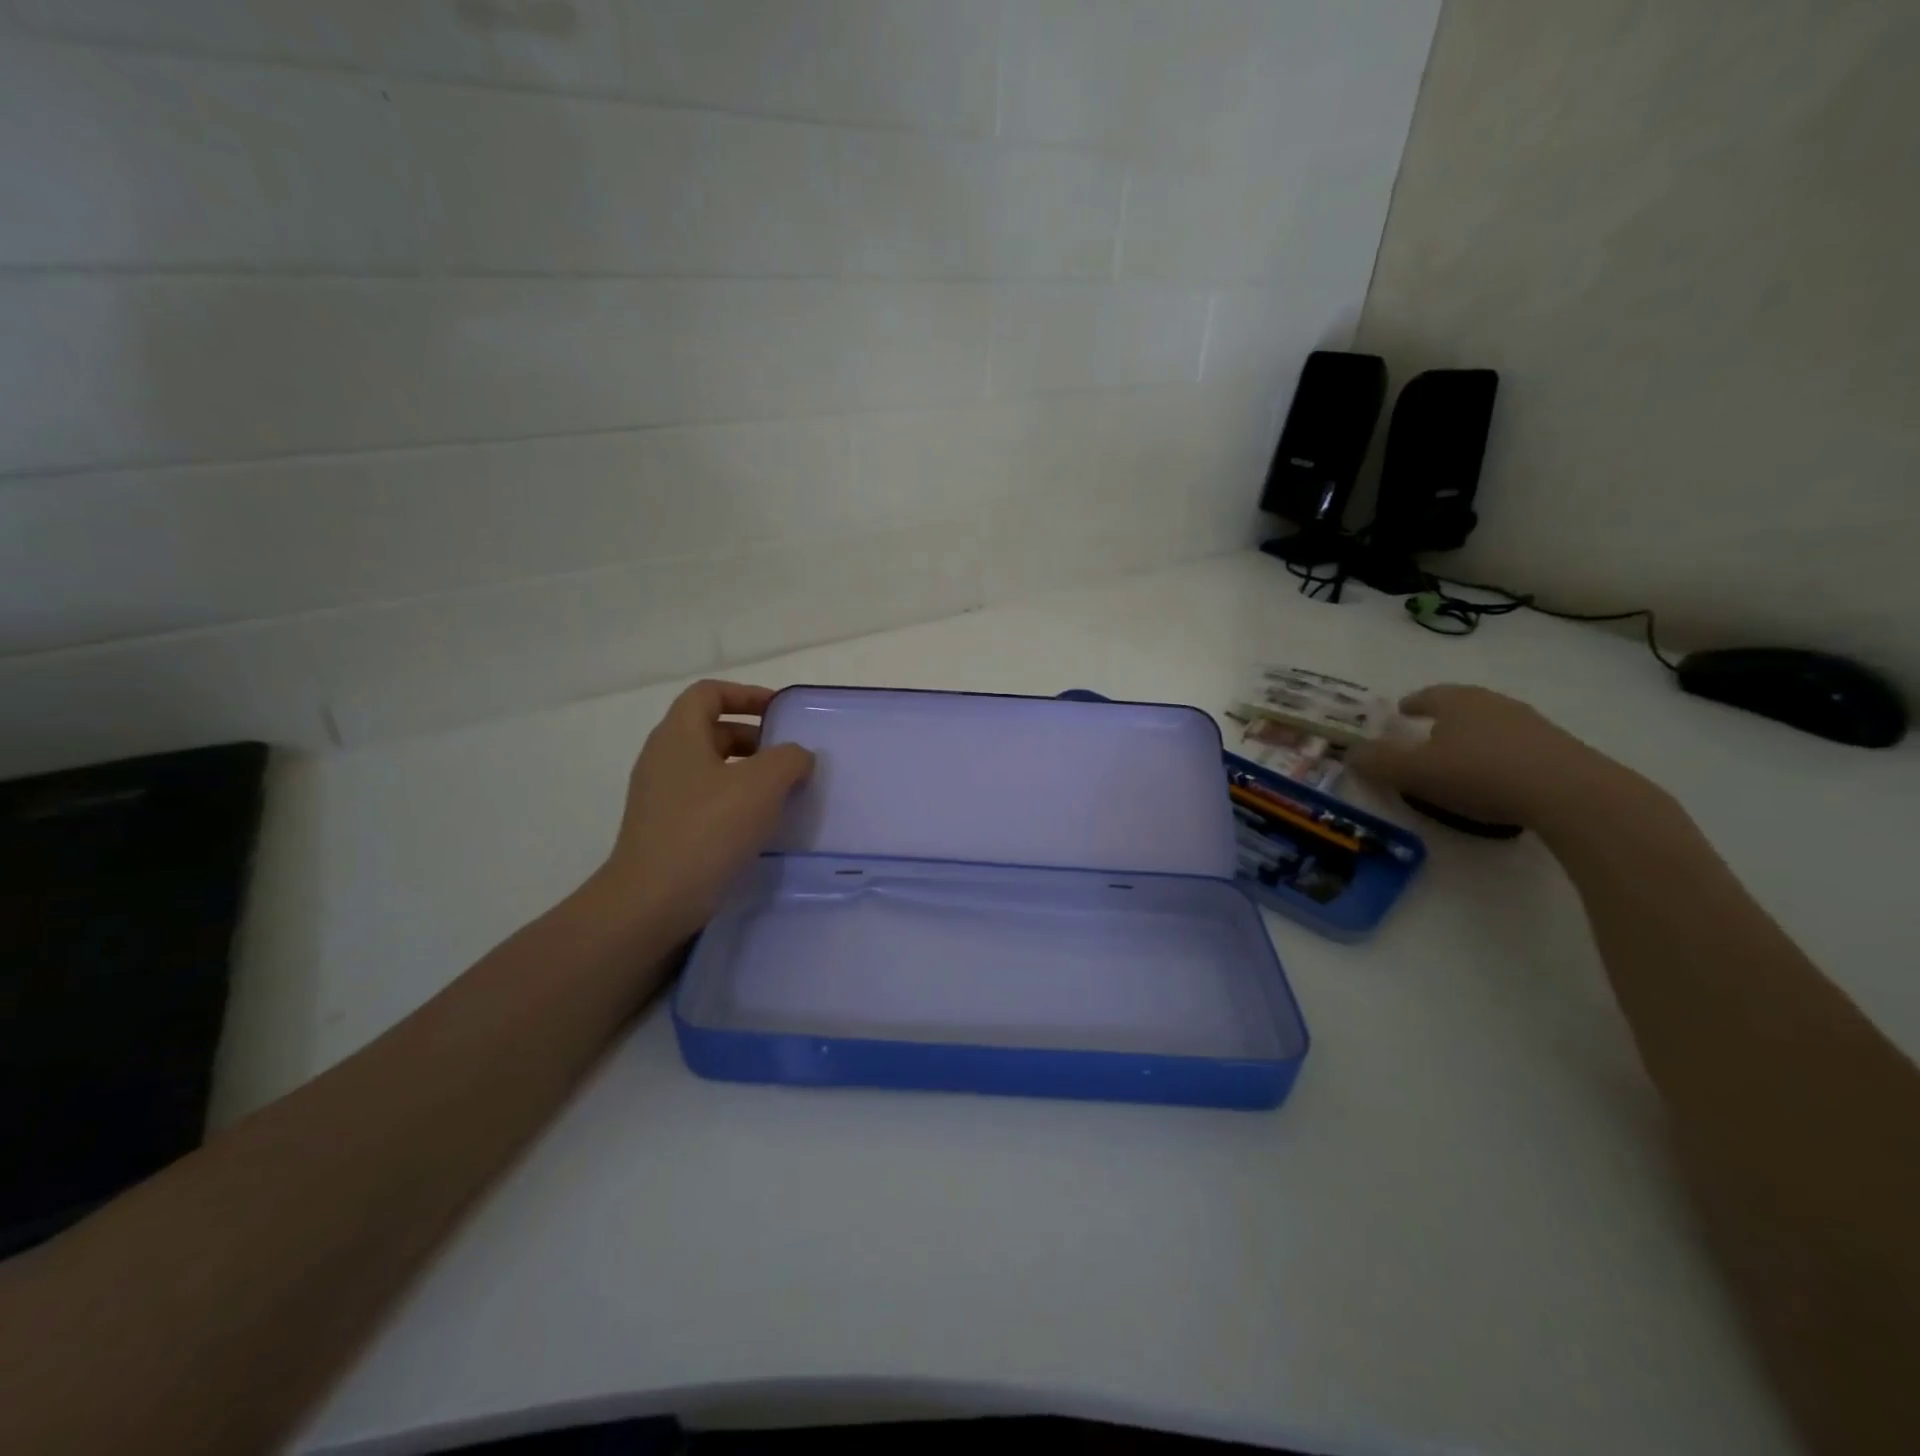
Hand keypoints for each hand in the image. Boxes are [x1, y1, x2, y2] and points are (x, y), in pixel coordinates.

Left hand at [587, 680, 813, 942]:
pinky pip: (705, 800)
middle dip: (754, 738)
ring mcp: (660, 796)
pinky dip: (734, 801)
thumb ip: (789, 759)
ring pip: (710, 768)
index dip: (747, 694)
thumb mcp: (762, 785)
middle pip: (711, 730)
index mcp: (678, 735)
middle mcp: (663, 758)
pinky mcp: (664, 829)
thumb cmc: (708, 829)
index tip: (781, 713)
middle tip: (789, 759)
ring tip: (782, 794)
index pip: (709, 693)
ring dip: (748, 773)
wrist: (653, 900)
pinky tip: (759, 826)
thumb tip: (797, 756)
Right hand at [1347, 684, 1637, 831]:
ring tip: (1460, 760)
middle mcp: (1494, 703)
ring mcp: (1531, 724)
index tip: (1401, 711)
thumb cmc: (1480, 774)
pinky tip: (1496, 778)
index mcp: (1457, 701)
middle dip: (1443, 718)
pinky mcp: (1559, 749)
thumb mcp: (1414, 772)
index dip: (1411, 704)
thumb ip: (1378, 762)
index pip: (1427, 695)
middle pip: (1462, 705)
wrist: (1572, 794)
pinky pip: (1516, 747)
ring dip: (1474, 738)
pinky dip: (1499, 756)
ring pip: (1491, 725)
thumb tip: (1350, 752)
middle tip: (1426, 734)